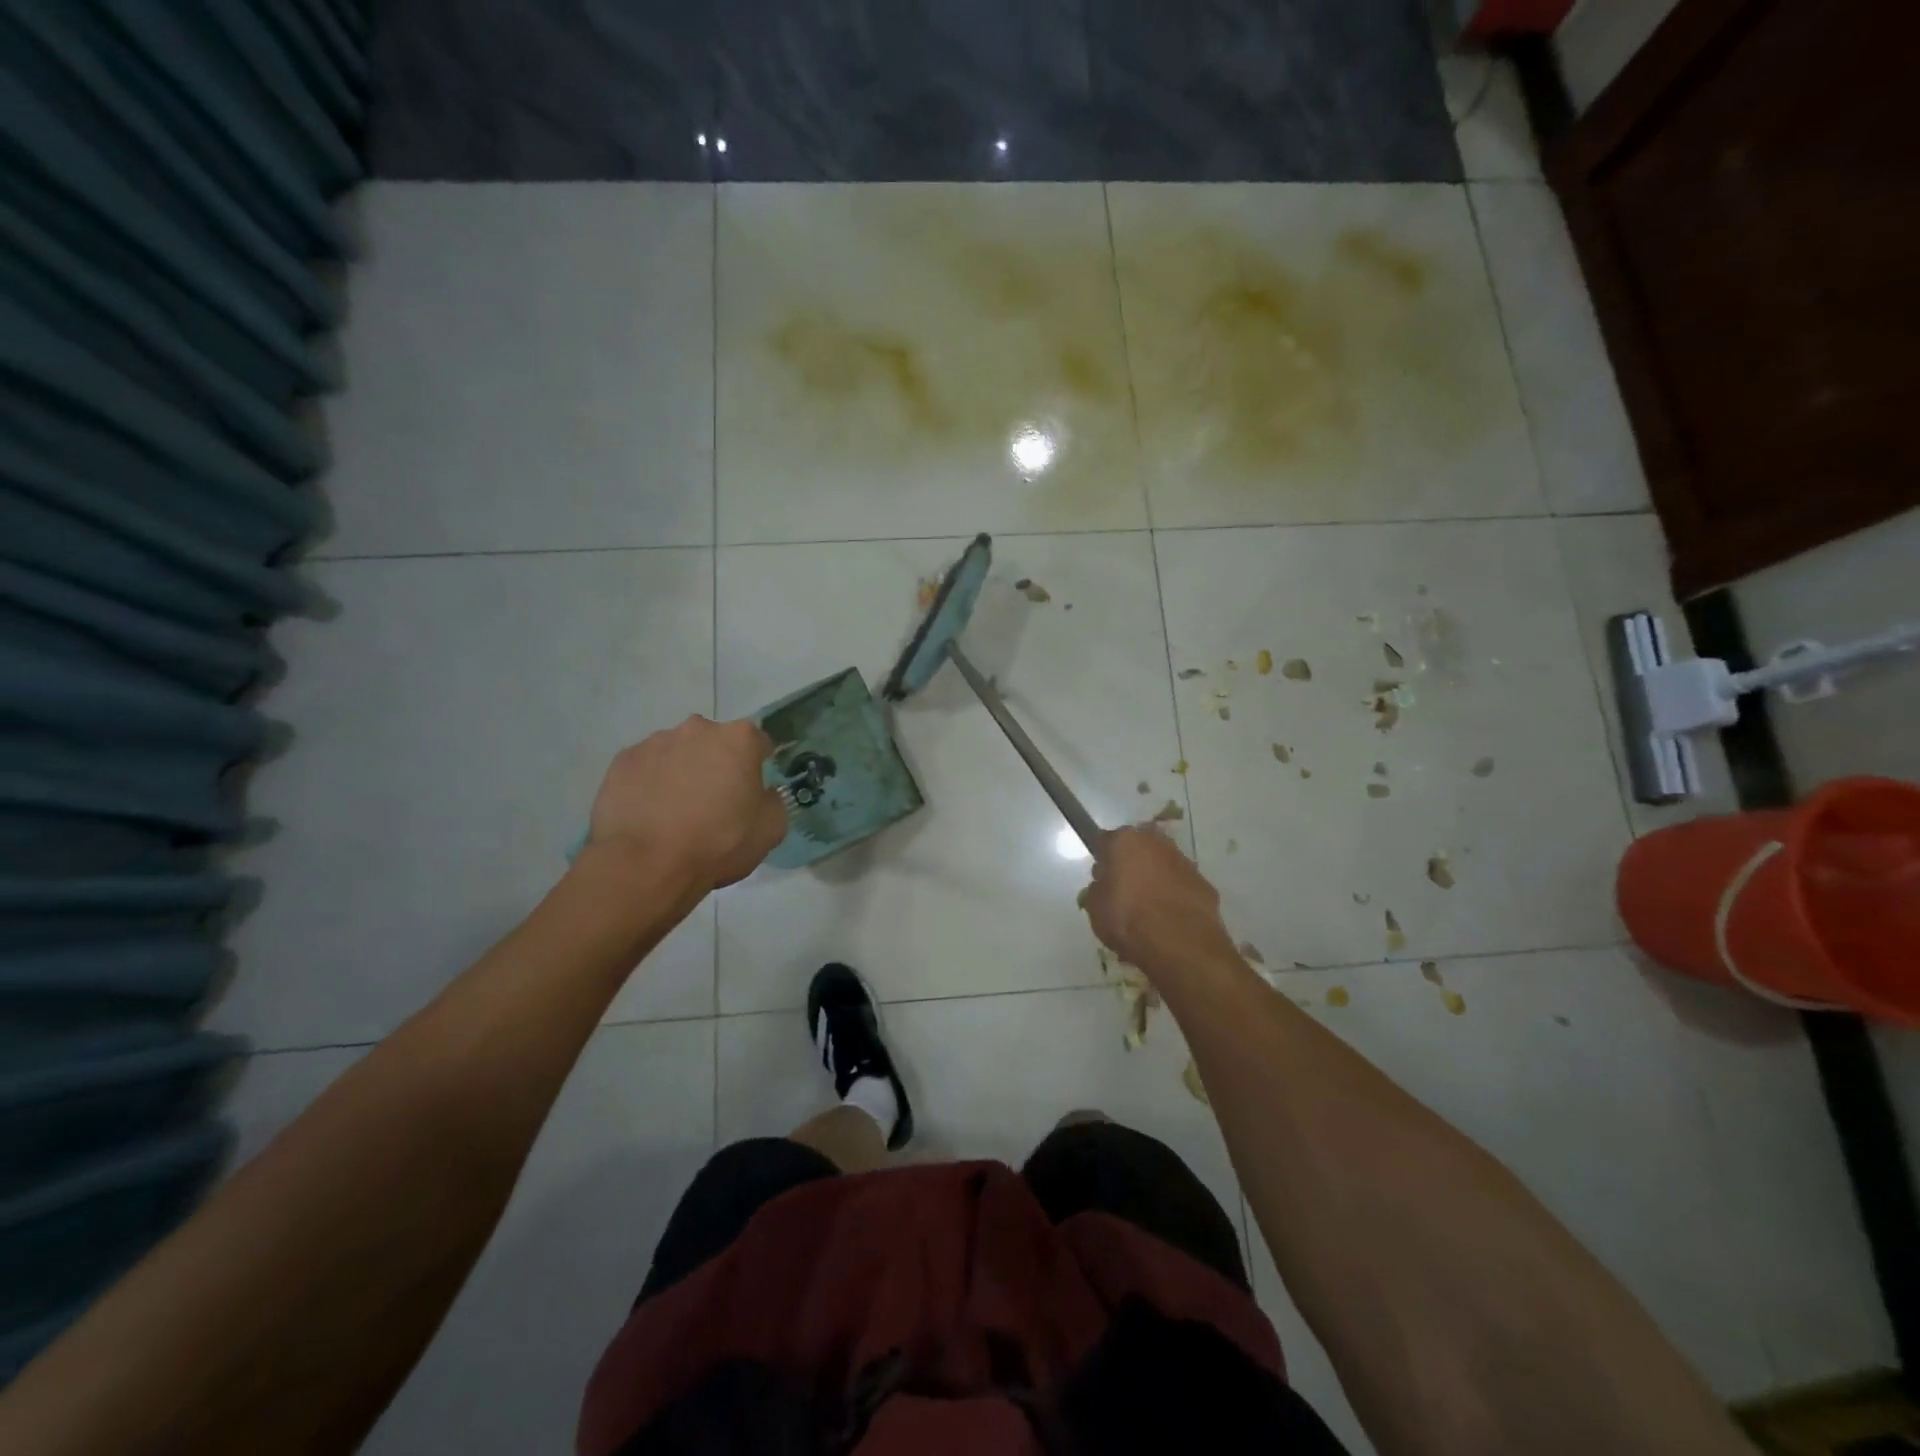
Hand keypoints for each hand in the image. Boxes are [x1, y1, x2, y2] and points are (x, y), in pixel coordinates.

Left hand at [588, 716, 786, 889]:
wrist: (646, 865)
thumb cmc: (718, 843)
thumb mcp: (771, 829)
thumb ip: (773, 801)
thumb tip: (762, 793)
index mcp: (739, 739)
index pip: (759, 743)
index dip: (759, 766)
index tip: (753, 791)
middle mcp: (697, 729)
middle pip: (715, 743)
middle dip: (717, 764)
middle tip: (714, 802)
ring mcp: (655, 742)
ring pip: (678, 753)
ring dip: (682, 772)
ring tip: (676, 812)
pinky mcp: (622, 761)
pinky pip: (645, 768)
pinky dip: (650, 783)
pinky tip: (650, 814)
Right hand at [1082, 826, 1236, 978]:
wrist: (1181, 944)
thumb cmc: (1128, 919)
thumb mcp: (1095, 907)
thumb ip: (1098, 888)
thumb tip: (1106, 884)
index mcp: (1125, 841)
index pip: (1105, 841)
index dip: (1102, 860)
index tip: (1100, 878)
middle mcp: (1156, 842)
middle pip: (1138, 848)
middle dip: (1131, 864)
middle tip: (1123, 891)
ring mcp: (1183, 861)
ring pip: (1162, 865)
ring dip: (1154, 878)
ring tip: (1148, 908)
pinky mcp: (1204, 883)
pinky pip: (1180, 885)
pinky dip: (1174, 895)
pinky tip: (1168, 918)